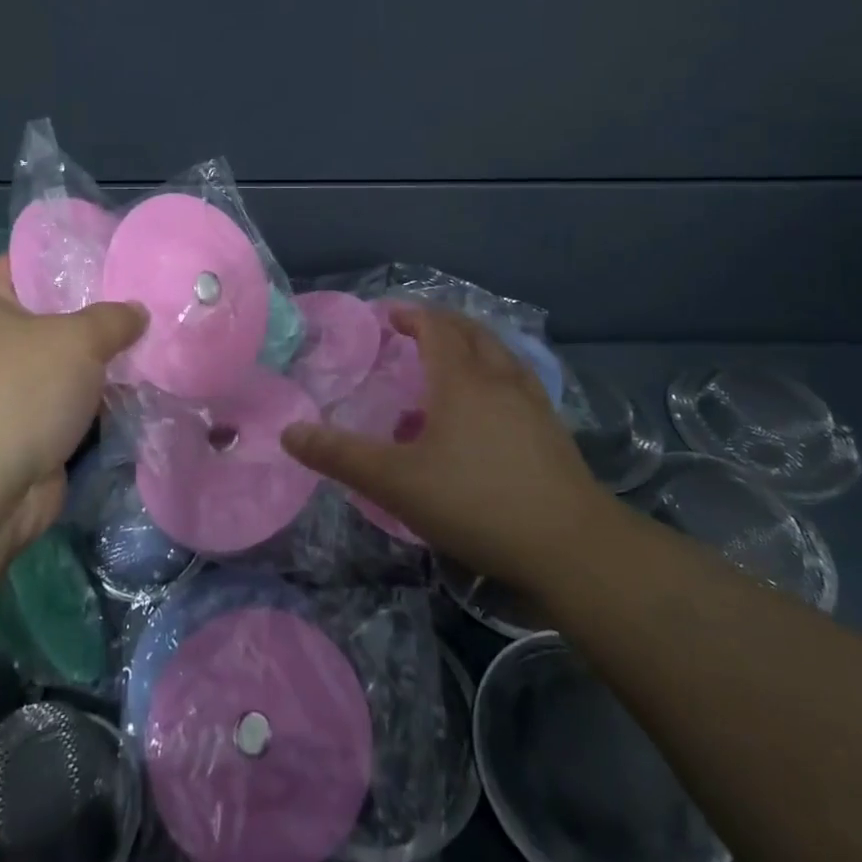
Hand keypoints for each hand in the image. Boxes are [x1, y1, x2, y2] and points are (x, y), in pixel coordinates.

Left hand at [0, 256, 145, 558]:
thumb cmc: (20, 393)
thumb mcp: (77, 340)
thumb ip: (113, 318)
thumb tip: (137, 312)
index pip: (23, 263)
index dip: (64, 256)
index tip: (110, 254)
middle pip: (49, 313)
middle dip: (94, 309)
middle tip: (143, 296)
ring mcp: (3, 389)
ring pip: (62, 360)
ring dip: (99, 358)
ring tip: (151, 337)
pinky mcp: (21, 428)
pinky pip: (66, 398)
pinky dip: (94, 394)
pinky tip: (136, 382)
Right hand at [282, 306, 609, 591]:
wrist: (571, 546)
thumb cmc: (476, 503)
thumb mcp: (396, 483)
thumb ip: (341, 456)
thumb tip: (289, 433)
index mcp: (461, 379)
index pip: (435, 327)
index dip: (411, 315)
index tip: (388, 317)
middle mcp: (499, 379)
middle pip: (471, 332)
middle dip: (441, 324)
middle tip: (416, 332)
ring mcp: (533, 403)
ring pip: (500, 356)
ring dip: (472, 348)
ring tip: (450, 367)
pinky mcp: (553, 431)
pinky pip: (517, 383)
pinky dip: (494, 377)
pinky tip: (488, 412)